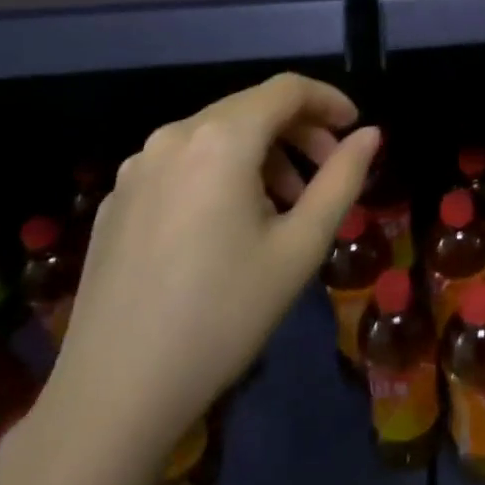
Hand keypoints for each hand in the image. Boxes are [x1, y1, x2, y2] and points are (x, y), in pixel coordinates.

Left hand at [44, 73, 380, 455]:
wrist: (113, 395)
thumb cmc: (223, 315)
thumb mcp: (300, 246)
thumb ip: (342, 179)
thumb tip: (370, 135)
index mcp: (220, 140)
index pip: (286, 89)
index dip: (328, 100)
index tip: (355, 127)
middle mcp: (172, 138)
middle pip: (250, 108)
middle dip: (299, 130)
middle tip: (329, 170)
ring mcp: (136, 169)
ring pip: (216, 135)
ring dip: (263, 153)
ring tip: (285, 204)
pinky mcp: (117, 201)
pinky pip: (183, 164)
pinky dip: (222, 173)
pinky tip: (231, 225)